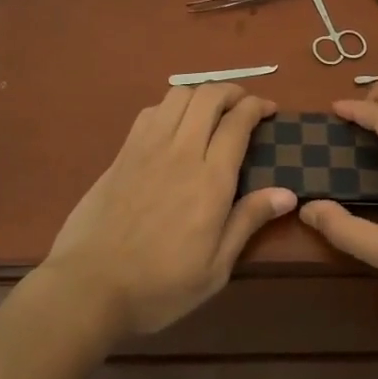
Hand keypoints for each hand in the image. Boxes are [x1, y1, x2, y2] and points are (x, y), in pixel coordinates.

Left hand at [44, 85, 295, 337]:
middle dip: (232, 91)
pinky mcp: (122, 153)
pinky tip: (174, 127)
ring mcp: (147, 148)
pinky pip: (150, 112)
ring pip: (178, 95)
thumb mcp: (215, 268)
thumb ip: (248, 222)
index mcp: (211, 180)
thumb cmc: (160, 285)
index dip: (256, 107)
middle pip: (209, 96)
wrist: (89, 287)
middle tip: (244, 106)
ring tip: (211, 112)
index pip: (238, 122)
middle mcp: (181, 152)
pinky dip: (170, 107)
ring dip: (200, 94)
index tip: (269, 111)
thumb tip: (287, 193)